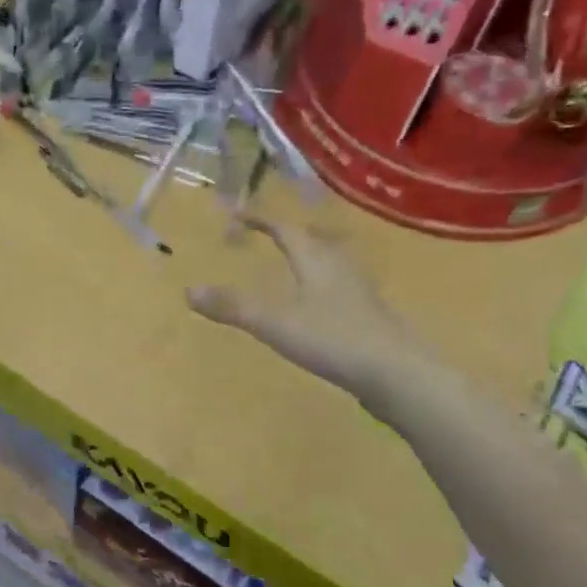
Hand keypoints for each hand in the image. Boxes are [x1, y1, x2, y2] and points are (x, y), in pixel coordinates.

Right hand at [187, 217, 429, 413]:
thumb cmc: (333, 339)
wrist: (397, 372)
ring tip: (293, 262)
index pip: (285, 228)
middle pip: (312, 240)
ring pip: (329, 262)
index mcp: (315, 259)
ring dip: (308, 256)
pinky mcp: (369, 314)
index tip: (239, 214)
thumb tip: (189, 290)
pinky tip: (319, 303)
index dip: (261, 219)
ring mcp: (358, 290)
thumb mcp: (275, 323)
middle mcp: (339, 266)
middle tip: (266, 235)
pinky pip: (339, 285)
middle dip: (287, 234)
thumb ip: (233, 307)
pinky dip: (321, 282)